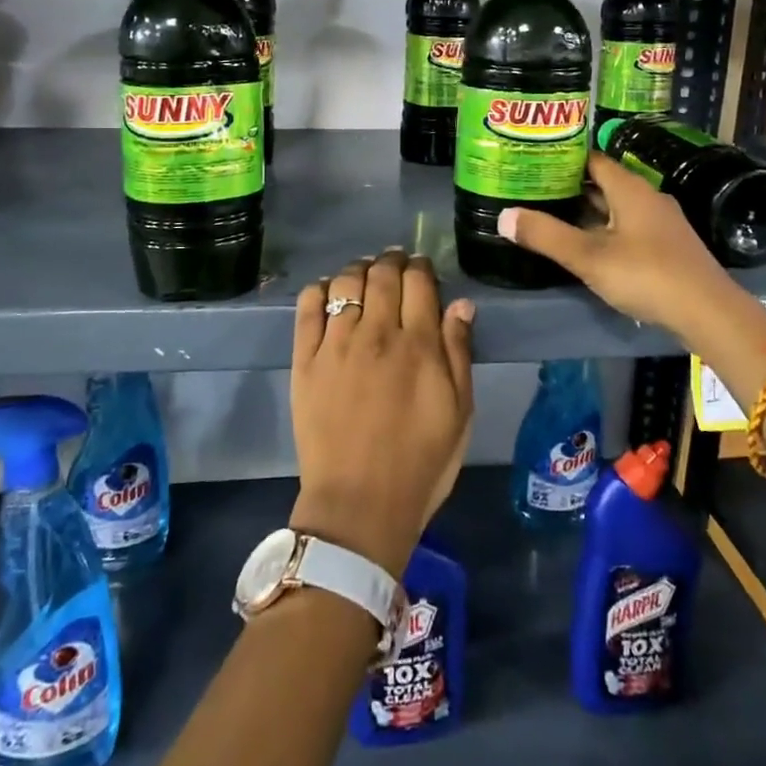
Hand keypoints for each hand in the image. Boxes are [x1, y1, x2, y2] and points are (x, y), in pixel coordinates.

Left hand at [288, 249, 475, 576]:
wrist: (359, 505)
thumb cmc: (421, 462)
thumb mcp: (459, 412)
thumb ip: (458, 353)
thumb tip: (460, 304)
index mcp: (418, 344)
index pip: (418, 281)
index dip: (421, 266)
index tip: (422, 267)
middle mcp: (376, 333)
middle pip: (382, 274)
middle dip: (392, 260)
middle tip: (395, 263)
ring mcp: (336, 344)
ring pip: (345, 282)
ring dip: (359, 269)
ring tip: (364, 273)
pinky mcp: (305, 360)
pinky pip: (307, 307)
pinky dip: (319, 289)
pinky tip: (328, 291)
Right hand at [501, 151, 765, 370]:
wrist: (708, 312)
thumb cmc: (646, 275)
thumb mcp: (588, 257)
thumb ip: (545, 235)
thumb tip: (503, 216)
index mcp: (630, 188)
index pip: (592, 159)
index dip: (563, 159)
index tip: (533, 162)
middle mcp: (647, 197)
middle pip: (603, 183)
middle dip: (570, 187)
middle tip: (533, 190)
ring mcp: (660, 223)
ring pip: (616, 208)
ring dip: (587, 211)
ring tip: (551, 216)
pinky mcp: (667, 247)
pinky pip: (628, 227)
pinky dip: (604, 230)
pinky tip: (587, 246)